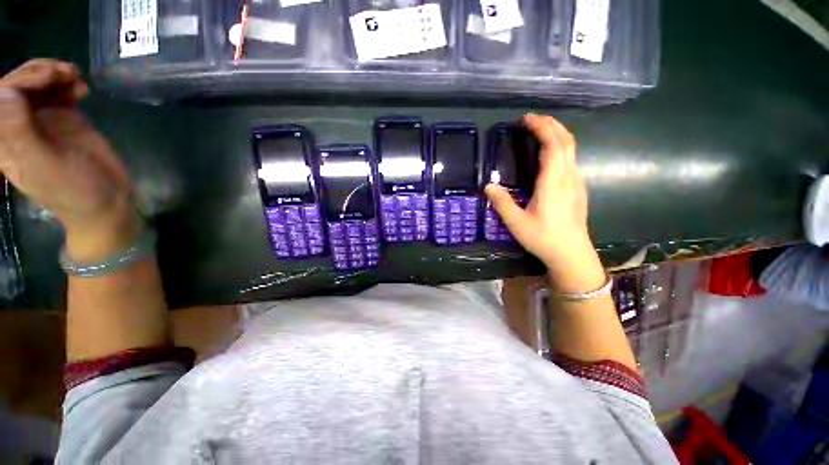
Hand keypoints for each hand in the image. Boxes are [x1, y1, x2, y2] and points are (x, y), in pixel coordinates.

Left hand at [0, 59, 138, 260]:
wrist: (107, 200)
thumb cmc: (74, 191)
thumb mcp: (45, 166)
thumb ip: (20, 133)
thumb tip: (4, 93)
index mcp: (5, 141)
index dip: (21, 81)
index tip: (49, 78)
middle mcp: (18, 126)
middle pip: (16, 86)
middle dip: (37, 72)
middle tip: (64, 73)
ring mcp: (42, 120)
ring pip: (36, 84)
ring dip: (52, 73)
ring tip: (74, 76)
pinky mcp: (64, 118)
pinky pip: (57, 91)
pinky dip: (68, 83)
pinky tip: (82, 87)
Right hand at [484, 114, 604, 292]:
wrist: (571, 254)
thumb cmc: (543, 238)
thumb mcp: (516, 222)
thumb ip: (501, 202)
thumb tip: (488, 186)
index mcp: (553, 182)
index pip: (553, 145)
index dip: (542, 127)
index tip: (526, 119)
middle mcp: (568, 177)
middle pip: (566, 141)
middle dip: (551, 125)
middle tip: (532, 119)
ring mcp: (576, 182)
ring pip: (571, 150)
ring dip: (557, 134)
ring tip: (539, 131)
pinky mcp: (577, 189)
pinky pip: (570, 159)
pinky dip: (560, 147)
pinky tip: (548, 155)